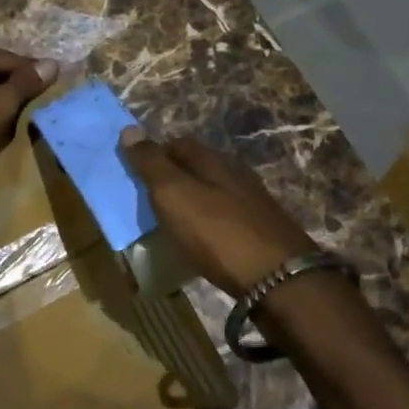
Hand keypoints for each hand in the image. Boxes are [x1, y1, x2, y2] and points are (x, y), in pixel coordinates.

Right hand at [118, 130, 316, 297]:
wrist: (279, 278)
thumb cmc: (217, 232)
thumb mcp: (174, 195)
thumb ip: (151, 164)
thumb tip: (129, 130)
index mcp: (212, 160)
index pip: (176, 143)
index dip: (154, 154)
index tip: (134, 174)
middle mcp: (235, 173)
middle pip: (196, 166)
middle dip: (172, 178)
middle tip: (149, 201)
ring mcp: (252, 201)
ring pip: (212, 191)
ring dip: (191, 201)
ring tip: (171, 223)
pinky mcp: (262, 229)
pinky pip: (225, 216)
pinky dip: (208, 223)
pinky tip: (203, 240)